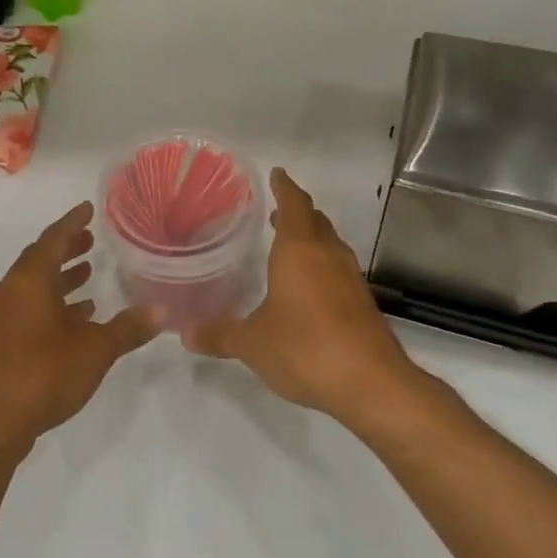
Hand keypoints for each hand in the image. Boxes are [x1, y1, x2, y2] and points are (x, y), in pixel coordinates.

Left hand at [0, 200, 157, 455]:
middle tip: (91, 240)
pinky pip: (29, 306)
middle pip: (40, 258)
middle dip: (66, 247)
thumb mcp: (95, 349)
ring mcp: (2, 316)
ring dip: (60, 276)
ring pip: (34, 284)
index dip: (73, 222)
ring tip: (88, 273)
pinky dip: (52, 302)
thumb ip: (128, 328)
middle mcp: (12, 291)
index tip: (89, 208)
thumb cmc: (44, 373)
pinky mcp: (1, 340)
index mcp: (30, 280)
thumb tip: (163, 311)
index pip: (53, 238)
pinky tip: (78, 315)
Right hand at [182, 168, 419, 425]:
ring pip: (330, 244)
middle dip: (297, 211)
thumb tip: (184, 332)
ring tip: (290, 245)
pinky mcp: (363, 303)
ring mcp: (350, 278)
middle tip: (276, 210)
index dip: (284, 186)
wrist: (372, 384)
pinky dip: (323, 266)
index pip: (294, 204)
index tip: (277, 173)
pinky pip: (339, 270)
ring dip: (312, 238)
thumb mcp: (252, 343)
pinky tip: (310, 288)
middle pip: (315, 220)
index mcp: (299, 250)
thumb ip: (220, 334)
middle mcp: (328, 255)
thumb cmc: (305, 348)